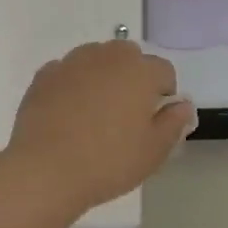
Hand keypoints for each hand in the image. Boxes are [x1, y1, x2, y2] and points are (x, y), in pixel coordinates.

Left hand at [4, 41, 195, 211]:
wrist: (45, 170)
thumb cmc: (109, 161)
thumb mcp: (154, 151)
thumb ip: (174, 122)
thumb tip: (182, 104)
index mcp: (140, 70)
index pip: (164, 71)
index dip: (163, 95)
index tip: (153, 122)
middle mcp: (108, 56)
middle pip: (129, 57)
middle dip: (133, 78)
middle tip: (125, 116)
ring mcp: (72, 62)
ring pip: (97, 60)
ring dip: (102, 77)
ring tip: (95, 114)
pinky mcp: (44, 75)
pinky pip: (68, 72)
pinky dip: (73, 85)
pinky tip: (68, 114)